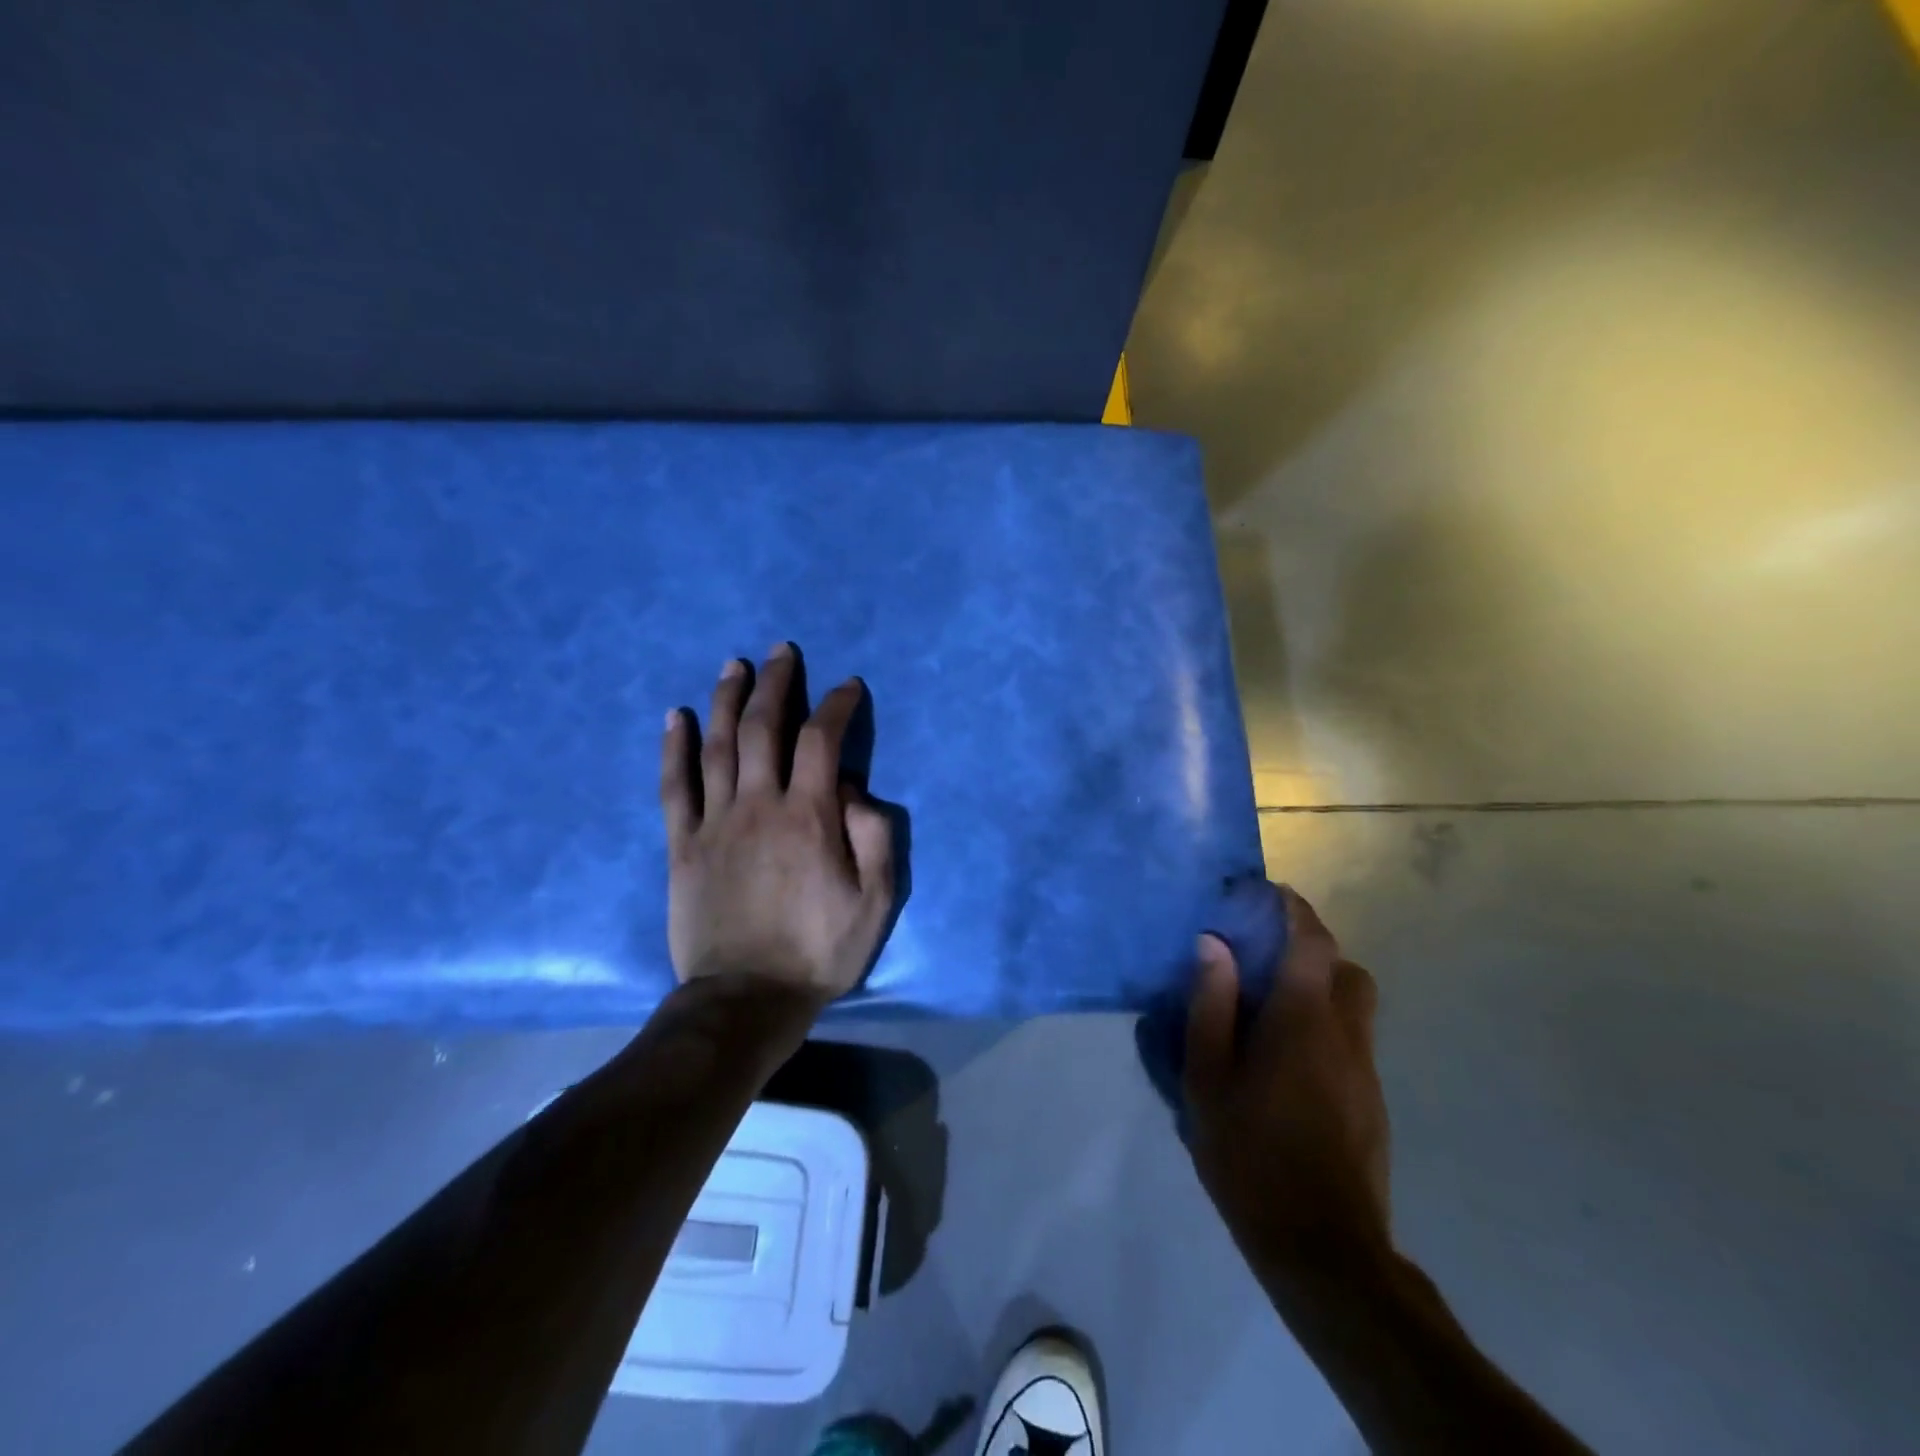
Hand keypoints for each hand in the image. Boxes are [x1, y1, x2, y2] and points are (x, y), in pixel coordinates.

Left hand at [660, 644, 895, 1006]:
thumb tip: (855, 789)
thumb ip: (874, 836)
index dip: (837, 706)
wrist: (746, 998)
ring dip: (726, 700)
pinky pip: (674, 786)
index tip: (847, 687)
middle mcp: (759, 805)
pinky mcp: (683, 845)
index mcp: (809, 816)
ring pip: (718, 746)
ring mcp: (715, 822)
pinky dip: (674, 747)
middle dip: (776, 684)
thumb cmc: (819, 950)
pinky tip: (676, 716)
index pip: (823, 740)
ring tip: (733, 665)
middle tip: (781, 652)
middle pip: (764, 728)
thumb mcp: (876, 901)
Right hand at [1185, 889, 1390, 1281]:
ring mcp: (1365, 1071)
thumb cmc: (1251, 1155)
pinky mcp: (1372, 1103)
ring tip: (1269, 1012)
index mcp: (1303, 1019)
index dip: (1291, 908)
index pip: (1312, 940)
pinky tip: (1284, 1064)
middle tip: (1263, 960)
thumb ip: (1211, 1005)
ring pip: (1353, 1006)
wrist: (1323, 1249)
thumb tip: (1214, 945)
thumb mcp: (1208, 1078)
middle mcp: (1345, 1033)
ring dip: (1319, 990)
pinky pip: (1350, 1041)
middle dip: (1310, 951)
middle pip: (1345, 969)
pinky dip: (1323, 1028)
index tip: (1262, 894)